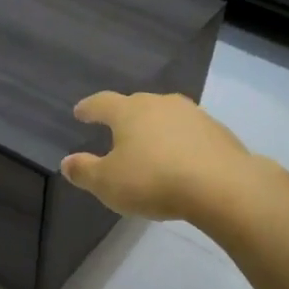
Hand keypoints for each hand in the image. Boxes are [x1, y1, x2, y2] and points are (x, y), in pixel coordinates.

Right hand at [60, 91, 252, 221]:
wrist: (221, 186)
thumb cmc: (153, 181)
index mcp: (129, 111)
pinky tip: (180, 160)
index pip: (102, 103)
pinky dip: (180, 142)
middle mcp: (160, 104)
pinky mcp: (218, 132)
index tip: (80, 112)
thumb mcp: (108, 183)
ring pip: (166, 116)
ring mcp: (193, 114)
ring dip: (155, 128)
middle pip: (136, 104)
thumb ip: (84, 171)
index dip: (89, 108)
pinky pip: (189, 133)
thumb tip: (67, 162)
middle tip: (116, 129)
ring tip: (150, 145)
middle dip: (124, 116)